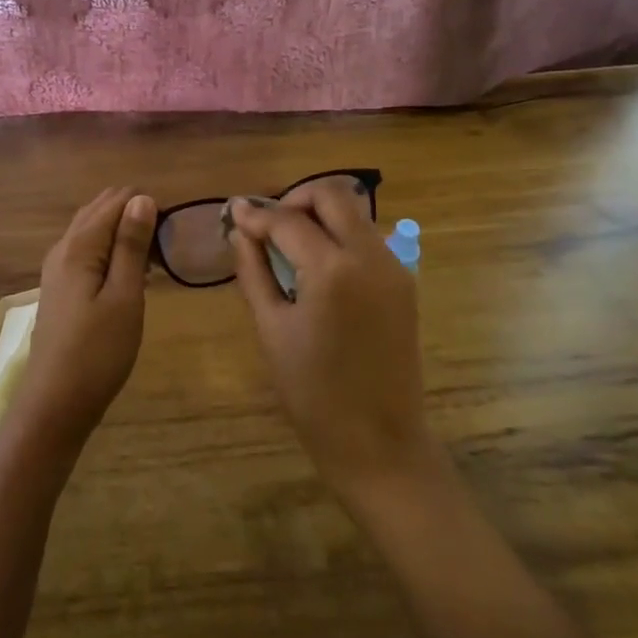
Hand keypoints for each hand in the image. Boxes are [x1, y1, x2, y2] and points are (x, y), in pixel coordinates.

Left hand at [7, 187, 155, 456]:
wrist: (56, 403)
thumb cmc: (98, 351)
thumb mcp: (124, 296)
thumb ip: (131, 245)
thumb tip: (141, 197)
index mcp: (79, 245)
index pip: (115, 201)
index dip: (147, 206)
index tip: (175, 229)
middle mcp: (63, 248)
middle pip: (100, 210)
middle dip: (134, 215)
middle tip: (167, 242)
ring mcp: (57, 269)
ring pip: (92, 231)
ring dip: (123, 234)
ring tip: (155, 256)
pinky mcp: (60, 288)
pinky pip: (87, 252)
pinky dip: (110, 251)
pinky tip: (131, 273)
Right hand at [228, 184, 435, 492]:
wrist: (379, 442)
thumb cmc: (313, 394)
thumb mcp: (272, 329)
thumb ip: (254, 271)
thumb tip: (240, 230)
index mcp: (333, 270)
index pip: (288, 220)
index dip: (256, 214)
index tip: (233, 213)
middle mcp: (370, 256)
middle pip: (332, 195)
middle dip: (294, 199)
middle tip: (267, 224)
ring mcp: (394, 267)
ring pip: (354, 213)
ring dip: (319, 215)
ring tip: (288, 243)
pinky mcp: (404, 282)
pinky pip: (368, 238)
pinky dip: (339, 235)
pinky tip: (316, 263)